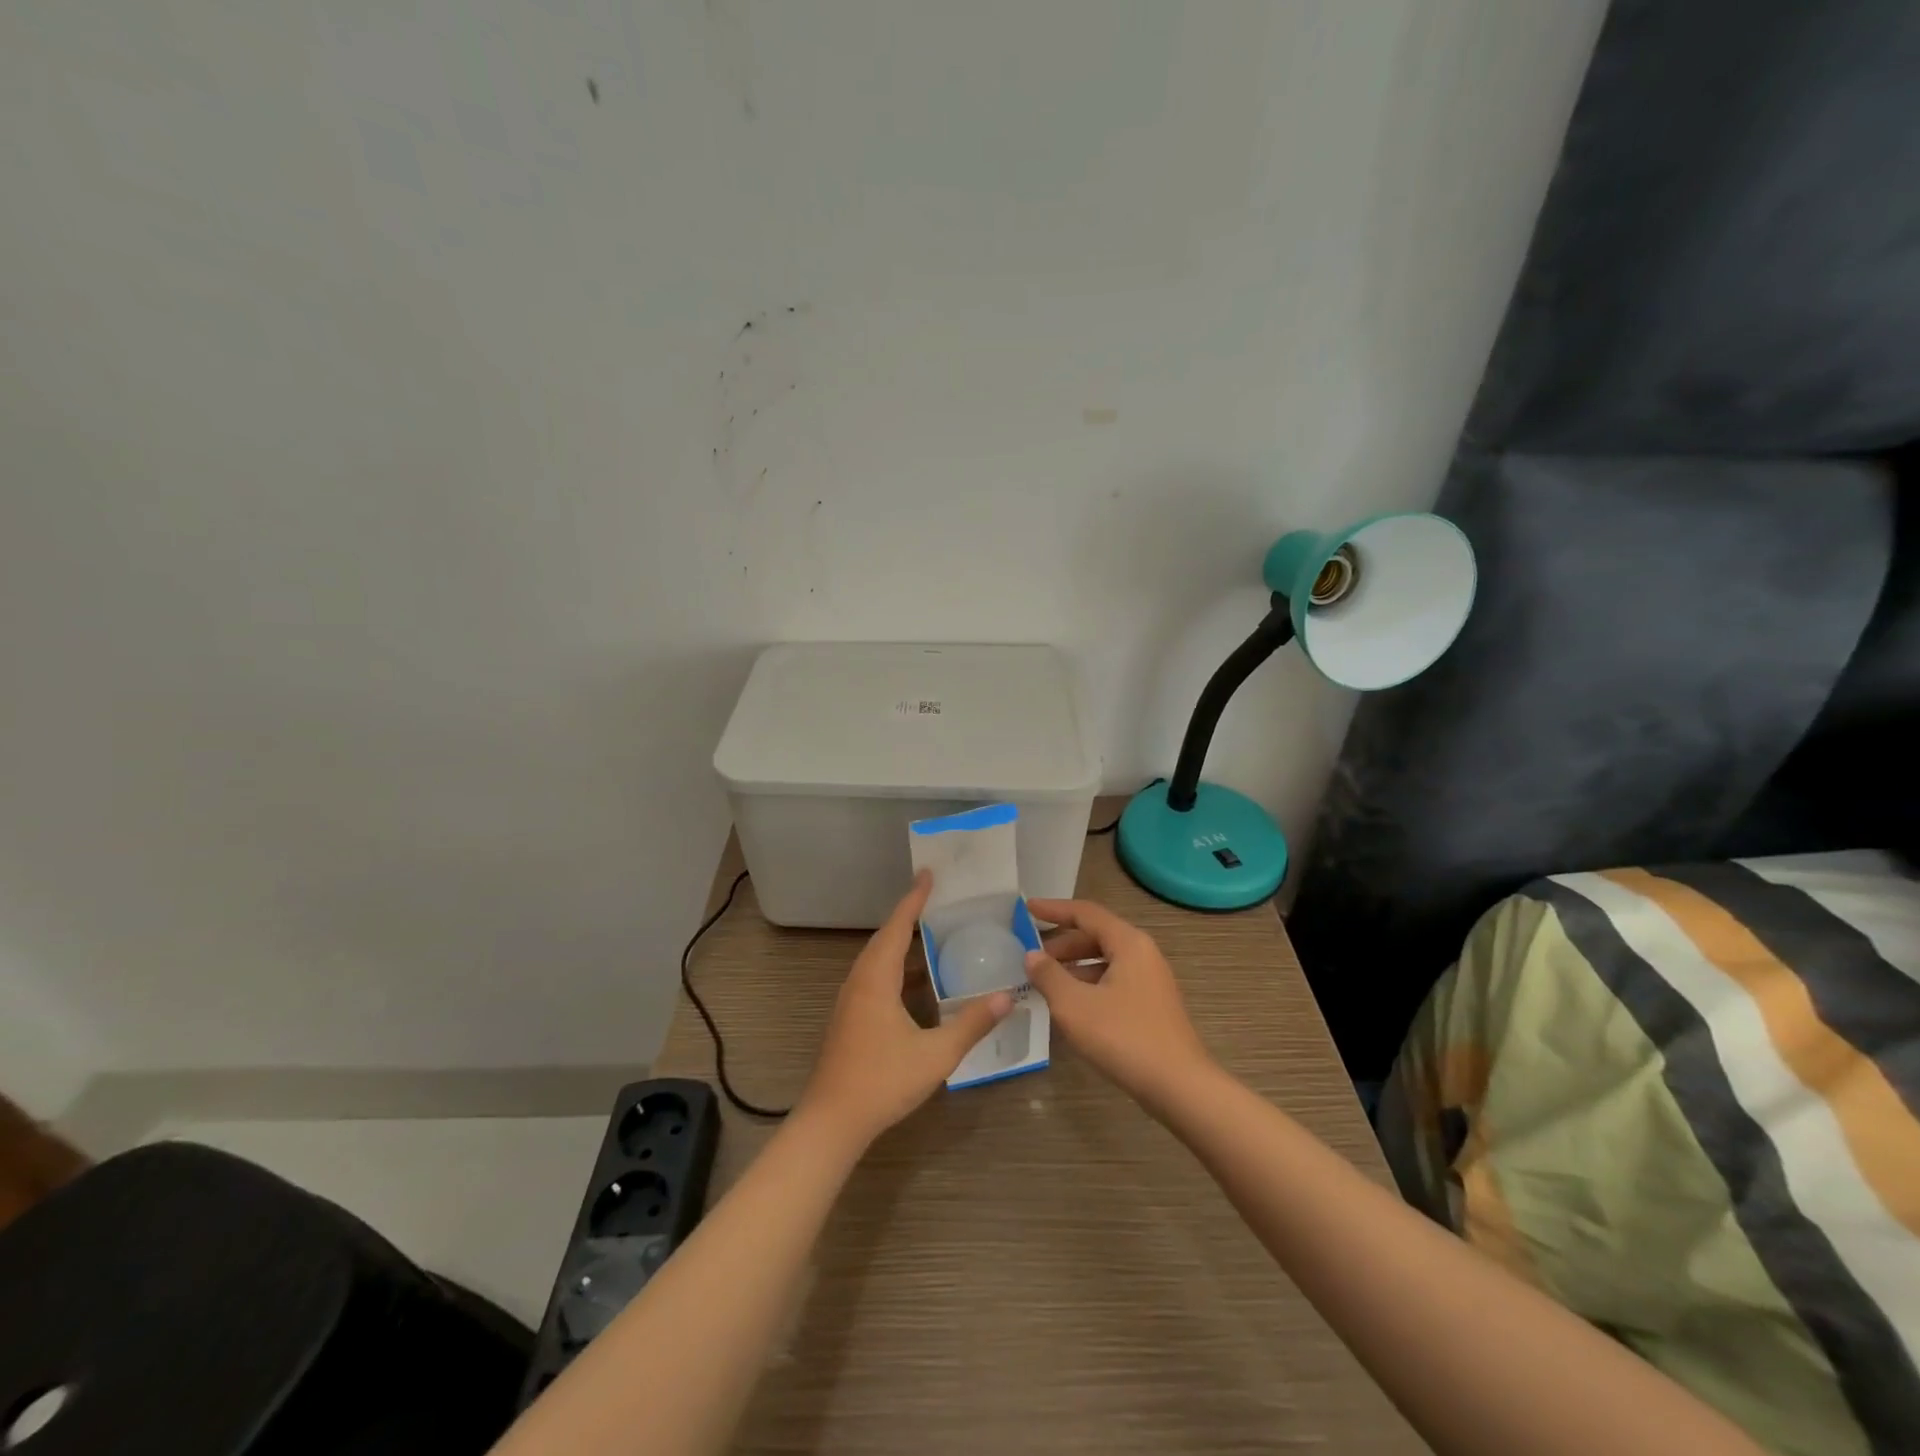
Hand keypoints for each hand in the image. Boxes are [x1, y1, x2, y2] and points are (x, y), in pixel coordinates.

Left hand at [799, 870, 1012, 1147]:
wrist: (832, 1121)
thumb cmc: (882, 1082)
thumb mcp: (936, 1054)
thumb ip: (971, 1024)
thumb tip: (1006, 996)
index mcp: (876, 979)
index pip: (898, 927)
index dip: (914, 900)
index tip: (928, 874)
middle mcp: (859, 981)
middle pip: (884, 937)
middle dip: (908, 914)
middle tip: (934, 897)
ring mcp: (851, 999)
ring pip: (876, 957)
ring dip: (900, 939)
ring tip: (929, 930)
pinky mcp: (849, 1016)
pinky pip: (874, 974)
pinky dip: (895, 963)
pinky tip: (915, 978)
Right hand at [1023, 898, 1212, 1111]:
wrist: (1179, 1087)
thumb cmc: (1124, 1037)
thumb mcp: (1074, 1005)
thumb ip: (1049, 975)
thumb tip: (1032, 955)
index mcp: (1128, 943)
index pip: (1086, 913)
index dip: (1054, 909)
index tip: (1026, 908)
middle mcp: (1143, 954)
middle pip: (1096, 936)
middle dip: (1062, 944)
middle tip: (1031, 956)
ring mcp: (1151, 980)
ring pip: (1105, 961)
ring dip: (1074, 966)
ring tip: (1044, 983)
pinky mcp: (1152, 1005)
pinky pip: (1114, 981)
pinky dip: (1088, 984)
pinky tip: (1071, 1006)